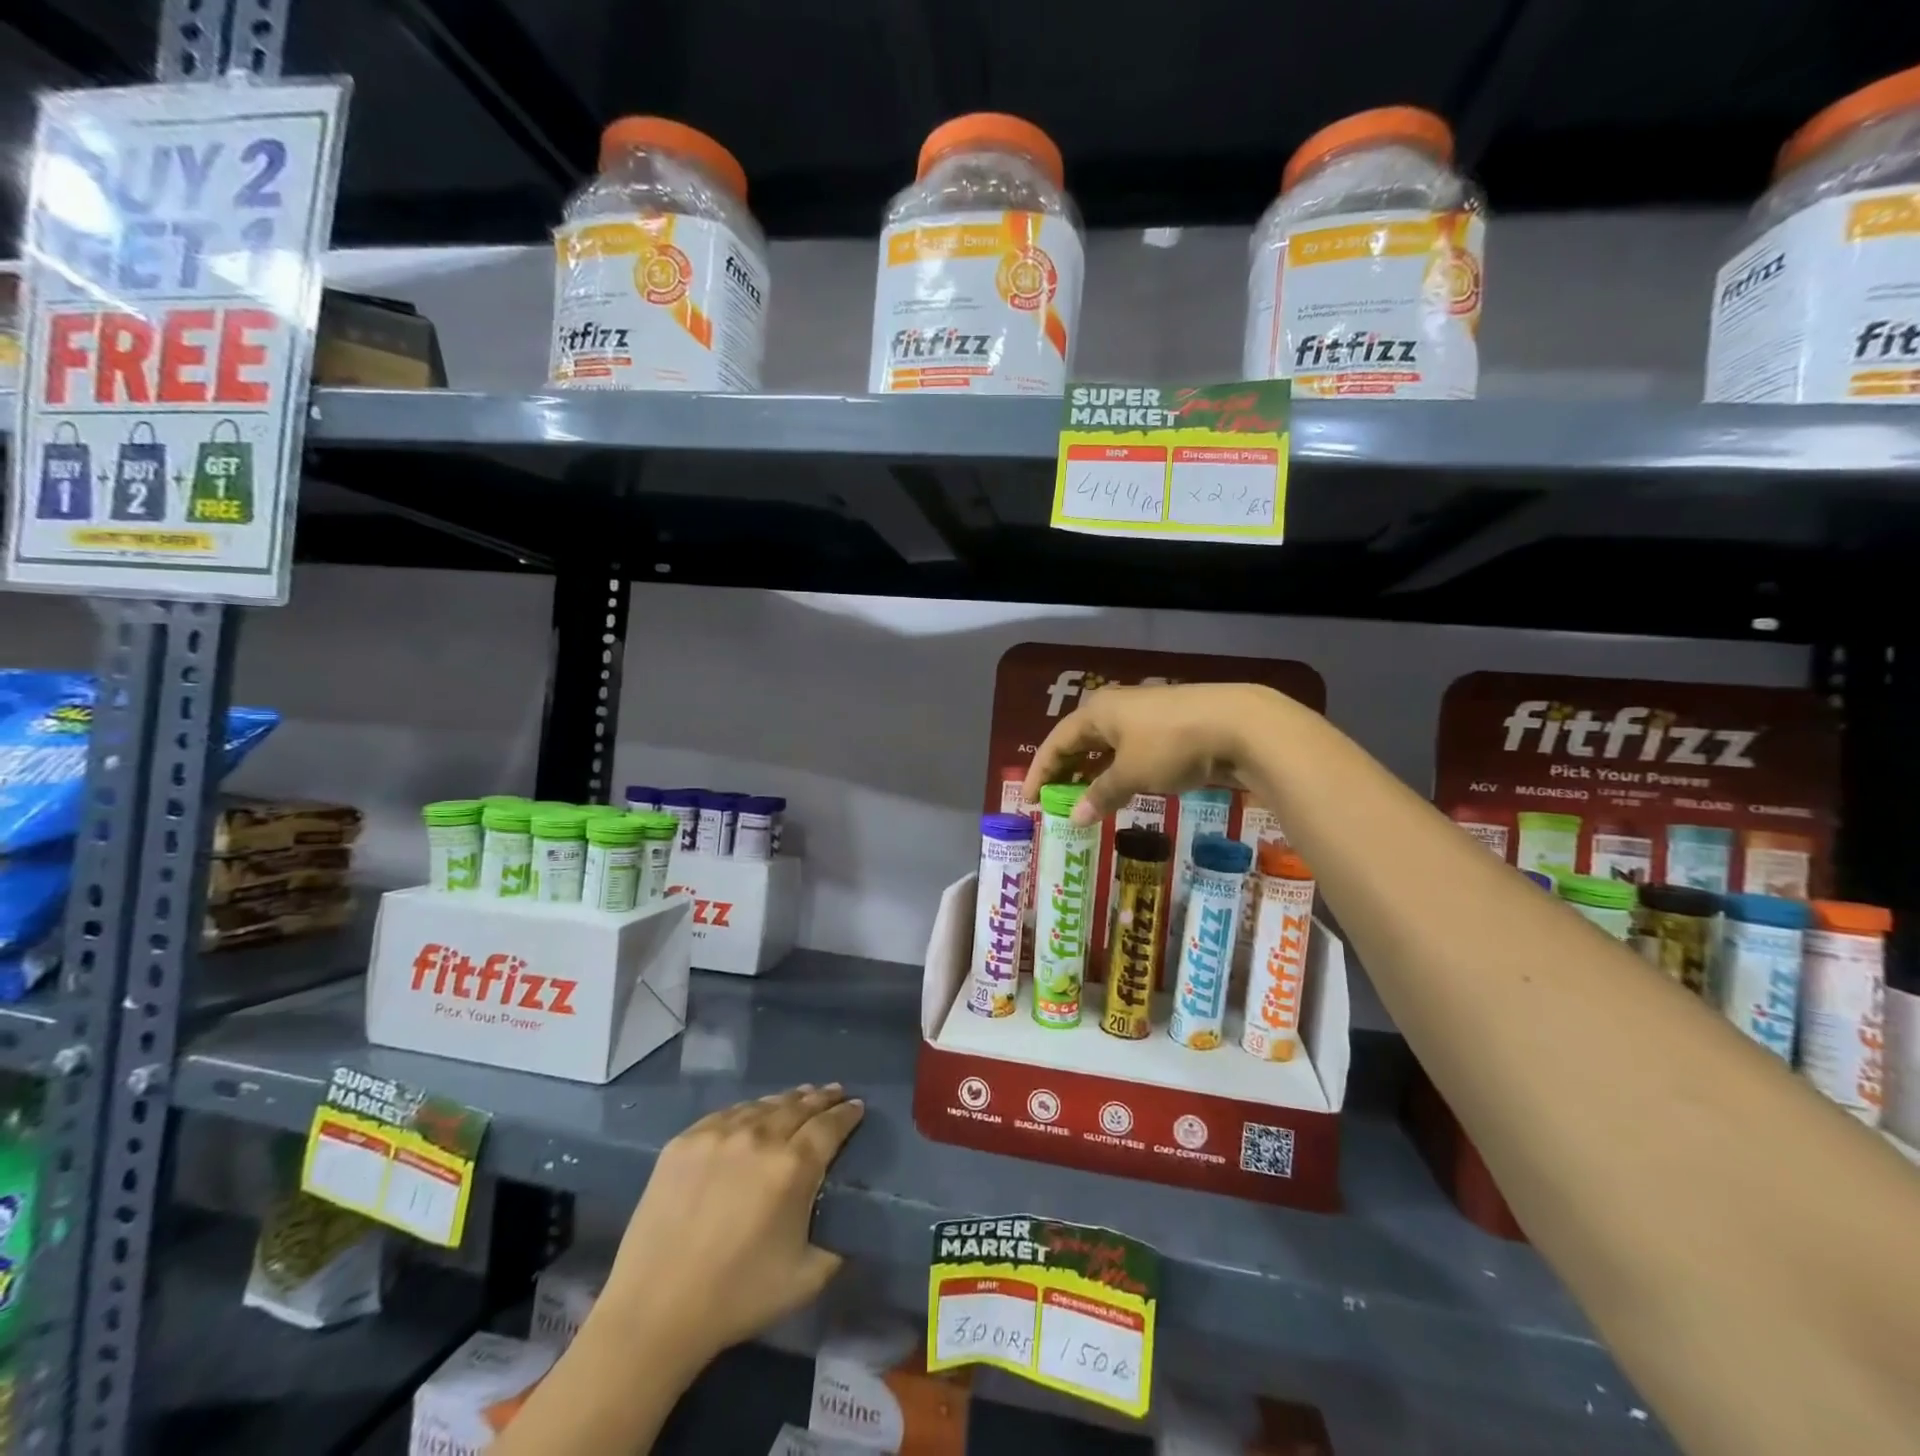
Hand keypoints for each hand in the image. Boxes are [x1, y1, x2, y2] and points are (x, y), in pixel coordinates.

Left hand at [594, 1084, 864, 1366]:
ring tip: (800, 1096)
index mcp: (793, 1168)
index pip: (830, 1125)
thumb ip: (836, 1245)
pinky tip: (754, 1113)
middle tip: (836, 1092)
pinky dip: (749, 1111)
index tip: (858, 1107)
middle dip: (822, 1098)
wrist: (654, 1311)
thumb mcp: (806, 1279)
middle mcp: (759, 1138)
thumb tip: (849, 1222)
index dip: (847, 1114)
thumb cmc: (736, 1298)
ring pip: (763, 1105)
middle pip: (799, 1105)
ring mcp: (718, 1135)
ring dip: (787, 1100)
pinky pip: (727, 1115)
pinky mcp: (684, 1141)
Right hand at [1023, 682, 1282, 823]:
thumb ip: (1100, 795)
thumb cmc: (1172, 745)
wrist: (1239, 725)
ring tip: (1083, 800)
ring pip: (1106, 746)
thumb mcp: (1131, 774)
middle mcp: (1117, 708)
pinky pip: (1130, 751)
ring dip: (1092, 773)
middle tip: (1053, 801)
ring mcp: (1145, 716)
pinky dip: (1118, 771)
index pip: (1057, 742)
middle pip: (1079, 741)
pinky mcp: (1169, 727)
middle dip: (1064, 771)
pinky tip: (1121, 790)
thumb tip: (1074, 817)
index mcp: (1098, 712)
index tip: (1029, 801)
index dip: (1040, 772)